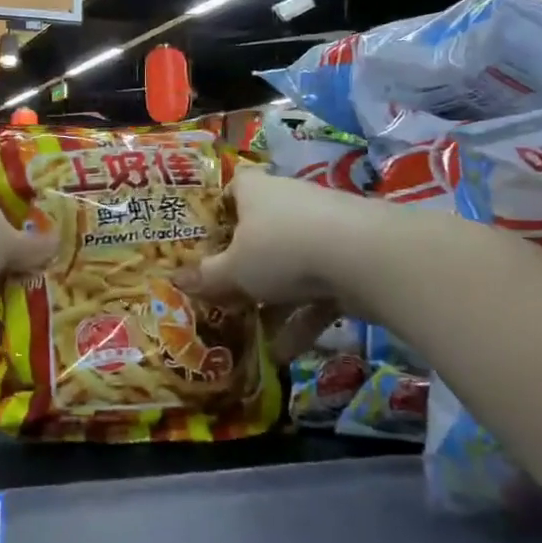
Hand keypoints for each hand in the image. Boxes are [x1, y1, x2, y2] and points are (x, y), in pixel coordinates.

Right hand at [179, 168, 367, 360]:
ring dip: (273, 303)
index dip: (219, 212)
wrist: (364, 258)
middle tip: (224, 295)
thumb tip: (176, 280)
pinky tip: (286, 353)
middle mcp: (288, 203)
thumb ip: (207, 277)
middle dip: (244, 268)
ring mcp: (323, 230)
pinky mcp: (350, 260)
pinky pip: (318, 290)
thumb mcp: (234, 269)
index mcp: (255, 192)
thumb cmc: (282, 249)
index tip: (205, 242)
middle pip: (260, 233)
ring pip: (290, 266)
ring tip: (254, 337)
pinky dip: (303, 319)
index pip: (233, 189)